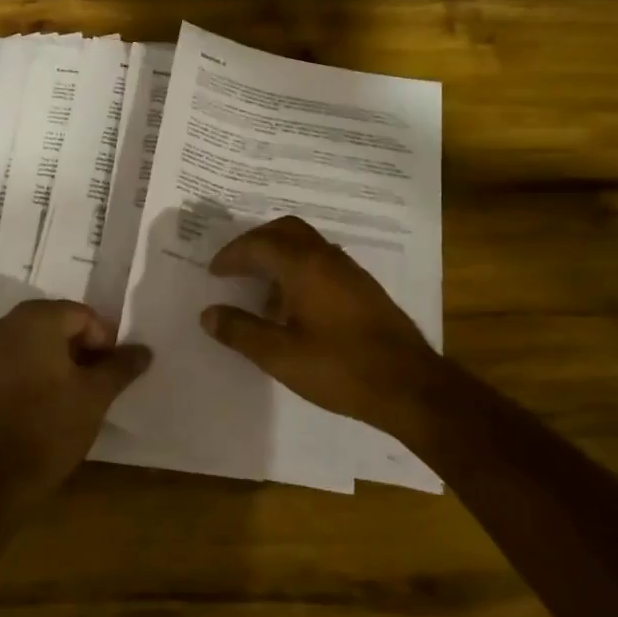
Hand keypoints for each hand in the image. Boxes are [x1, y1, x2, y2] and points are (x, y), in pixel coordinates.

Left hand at [0, 299, 151, 499]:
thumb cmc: (47, 430)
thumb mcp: (95, 397)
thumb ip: (120, 367)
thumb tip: (143, 350)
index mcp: (34, 321)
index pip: (80, 314)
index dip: (102, 340)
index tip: (110, 372)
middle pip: (48, 326)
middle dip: (73, 349)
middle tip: (89, 384)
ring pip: (21, 348)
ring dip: (44, 364)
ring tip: (59, 400)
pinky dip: (16, 380)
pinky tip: (26, 412)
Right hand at [199, 216, 450, 439]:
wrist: (409, 385)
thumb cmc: (340, 368)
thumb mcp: (281, 356)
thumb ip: (242, 331)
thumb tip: (208, 314)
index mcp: (304, 266)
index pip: (259, 244)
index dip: (232, 255)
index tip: (214, 273)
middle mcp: (327, 257)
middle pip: (285, 231)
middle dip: (255, 243)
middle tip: (235, 267)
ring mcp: (349, 271)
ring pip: (306, 244)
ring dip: (278, 256)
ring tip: (260, 292)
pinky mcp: (363, 288)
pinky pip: (321, 261)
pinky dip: (298, 269)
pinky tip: (294, 307)